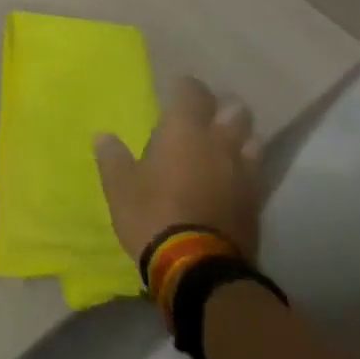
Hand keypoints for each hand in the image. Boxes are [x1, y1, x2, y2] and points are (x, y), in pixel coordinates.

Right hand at [94, 76, 263, 263]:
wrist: (199, 270)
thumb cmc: (153, 215)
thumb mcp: (120, 187)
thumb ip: (113, 158)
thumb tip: (102, 136)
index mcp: (185, 130)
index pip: (194, 91)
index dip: (187, 88)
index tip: (178, 91)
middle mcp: (219, 144)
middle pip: (236, 111)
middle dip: (225, 108)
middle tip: (209, 116)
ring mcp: (243, 175)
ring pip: (254, 141)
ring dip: (242, 139)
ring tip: (227, 147)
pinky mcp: (257, 206)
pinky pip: (257, 176)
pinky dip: (247, 172)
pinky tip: (235, 181)